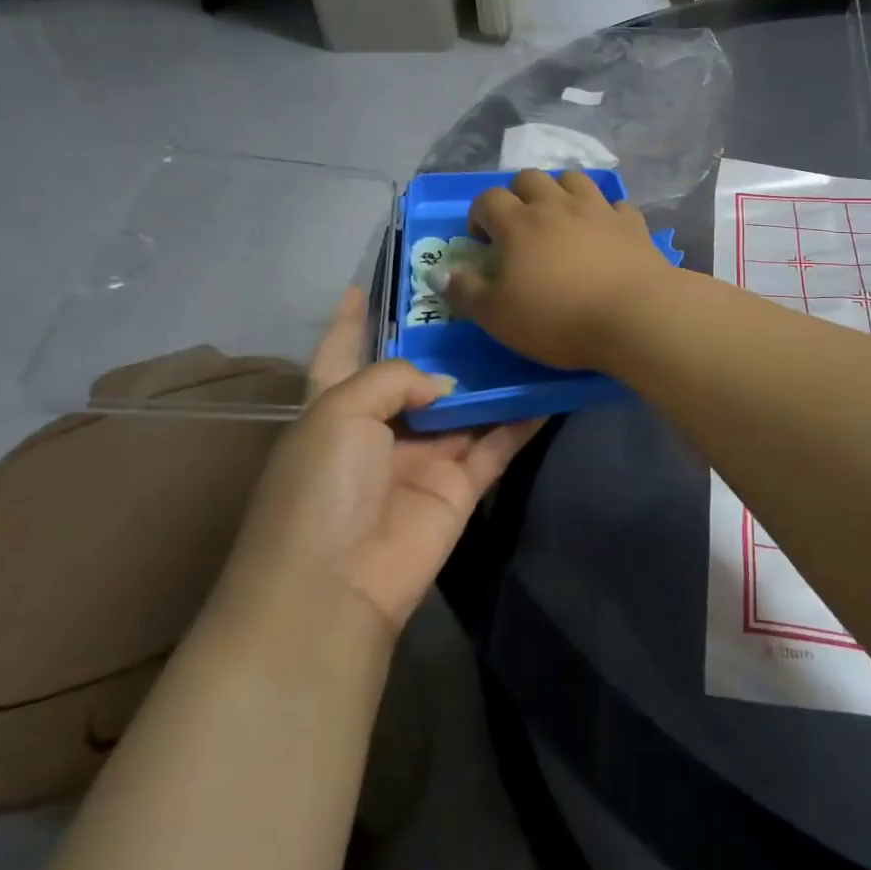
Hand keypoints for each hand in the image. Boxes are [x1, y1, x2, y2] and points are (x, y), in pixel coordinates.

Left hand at [227, 288, 540, 635]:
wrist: (334, 586)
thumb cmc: (321, 484)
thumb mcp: (340, 410)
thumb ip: (396, 377)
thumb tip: (446, 386)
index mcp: (333, 406)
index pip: (340, 351)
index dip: (350, 320)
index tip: (365, 283)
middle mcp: (378, 428)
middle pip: (415, 375)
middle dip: (443, 341)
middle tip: (483, 296)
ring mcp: (422, 457)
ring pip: (465, 406)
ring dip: (491, 377)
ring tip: (526, 332)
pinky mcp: (458, 486)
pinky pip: (496, 444)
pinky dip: (521, 420)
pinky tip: (549, 389)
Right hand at [443, 169, 674, 370]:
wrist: (634, 315)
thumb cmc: (558, 319)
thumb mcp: (498, 317)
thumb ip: (466, 293)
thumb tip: (443, 273)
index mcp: (519, 223)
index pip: (488, 199)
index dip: (479, 215)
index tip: (482, 242)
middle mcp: (556, 205)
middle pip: (530, 178)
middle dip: (518, 195)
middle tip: (519, 227)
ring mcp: (598, 209)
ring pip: (573, 178)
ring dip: (560, 191)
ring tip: (560, 219)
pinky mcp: (631, 222)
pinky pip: (615, 204)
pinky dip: (604, 212)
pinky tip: (604, 232)